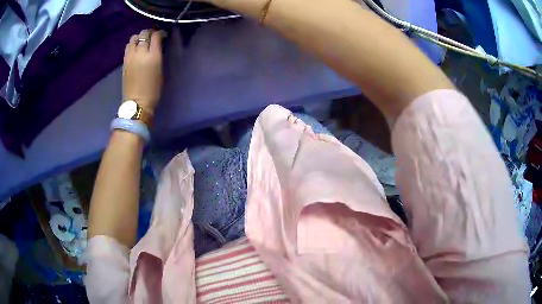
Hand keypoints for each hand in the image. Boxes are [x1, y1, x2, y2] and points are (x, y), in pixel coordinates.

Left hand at [123, 29, 164, 113]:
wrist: (136, 103)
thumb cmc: (153, 89)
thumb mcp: (160, 69)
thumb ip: (158, 54)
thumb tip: (158, 45)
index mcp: (152, 56)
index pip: (156, 35)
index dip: (160, 33)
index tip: (163, 35)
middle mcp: (140, 52)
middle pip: (144, 34)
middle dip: (149, 32)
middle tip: (153, 36)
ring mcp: (130, 56)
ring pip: (134, 38)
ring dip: (139, 37)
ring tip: (143, 41)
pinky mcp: (124, 61)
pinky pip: (128, 46)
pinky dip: (133, 44)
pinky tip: (136, 48)